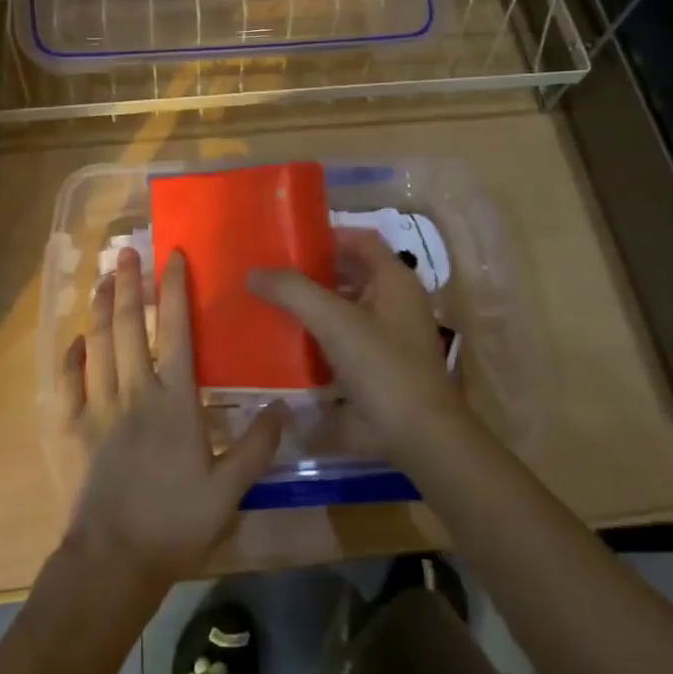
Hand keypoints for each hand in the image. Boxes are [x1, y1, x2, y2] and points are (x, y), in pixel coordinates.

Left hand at [57, 248, 284, 591]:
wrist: (114, 561)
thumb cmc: (175, 523)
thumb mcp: (229, 490)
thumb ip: (256, 446)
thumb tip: (283, 406)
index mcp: (174, 399)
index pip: (176, 330)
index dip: (175, 289)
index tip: (173, 256)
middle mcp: (134, 391)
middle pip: (131, 325)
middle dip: (131, 284)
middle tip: (127, 251)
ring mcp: (98, 406)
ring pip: (98, 343)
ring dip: (102, 307)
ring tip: (104, 277)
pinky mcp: (72, 428)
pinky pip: (68, 380)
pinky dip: (72, 354)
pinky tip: (77, 338)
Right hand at [247, 228, 467, 464]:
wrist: (419, 436)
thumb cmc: (381, 366)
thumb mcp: (333, 321)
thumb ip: (292, 292)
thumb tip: (253, 273)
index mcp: (394, 280)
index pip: (361, 240)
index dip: (328, 236)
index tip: (290, 243)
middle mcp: (396, 302)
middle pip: (351, 274)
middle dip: (314, 273)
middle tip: (274, 275)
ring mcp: (391, 336)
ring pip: (347, 308)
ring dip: (316, 306)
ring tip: (275, 306)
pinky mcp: (381, 367)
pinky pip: (346, 341)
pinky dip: (321, 339)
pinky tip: (289, 345)